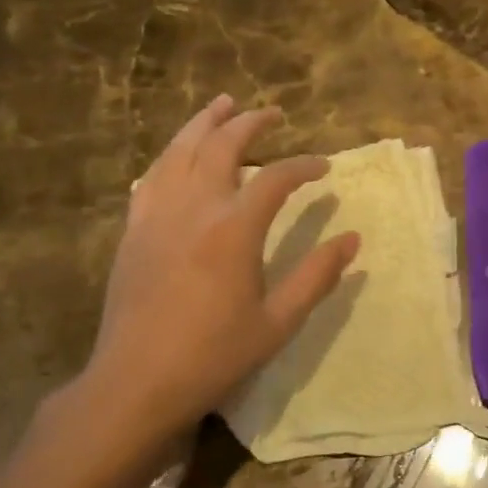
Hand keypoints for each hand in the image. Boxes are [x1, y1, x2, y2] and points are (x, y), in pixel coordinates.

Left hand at [65, 96, 358, 457]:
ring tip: (221, 104)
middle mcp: (195, 208)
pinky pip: (152, 176)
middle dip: (251, 123)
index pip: (276, 178)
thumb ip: (317, 276)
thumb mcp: (278, 322)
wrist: (136, 382)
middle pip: (222, 146)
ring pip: (180, 150)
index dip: (304, 166)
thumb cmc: (213, 355)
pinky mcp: (133, 230)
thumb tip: (353, 239)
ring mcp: (157, 215)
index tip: (323, 168)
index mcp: (234, 229)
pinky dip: (171, 155)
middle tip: (272, 113)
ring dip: (204, 123)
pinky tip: (179, 154)